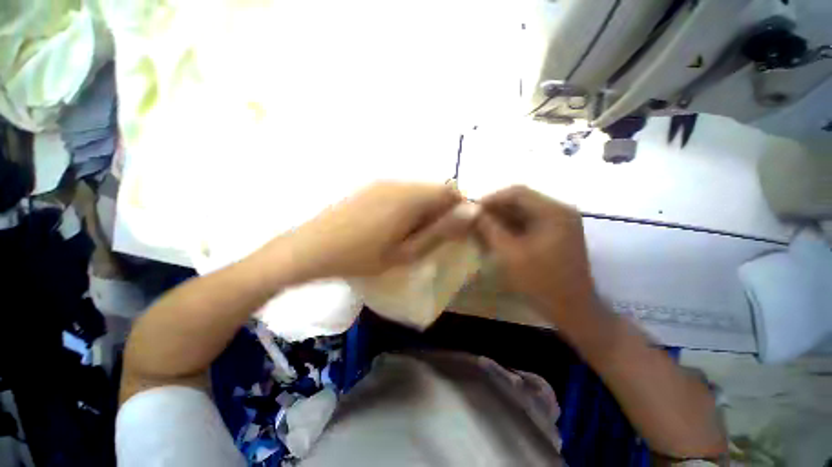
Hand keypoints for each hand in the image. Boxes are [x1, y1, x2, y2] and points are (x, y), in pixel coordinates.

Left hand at [282, 181, 474, 279]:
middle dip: (440, 210)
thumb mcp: (406, 252)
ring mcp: (382, 182)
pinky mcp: (370, 186)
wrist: (310, 248)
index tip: (452, 231)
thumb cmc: (361, 256)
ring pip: (418, 190)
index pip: (451, 191)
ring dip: (423, 209)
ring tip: (409, 235)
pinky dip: (407, 206)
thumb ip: (440, 231)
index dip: (458, 209)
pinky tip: (391, 226)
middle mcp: (399, 182)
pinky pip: (401, 191)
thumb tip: (471, 212)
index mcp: (411, 196)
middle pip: (435, 189)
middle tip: (429, 237)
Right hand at [476, 186, 595, 323]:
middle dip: (495, 210)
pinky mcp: (556, 233)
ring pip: (523, 212)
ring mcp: (559, 222)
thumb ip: (490, 229)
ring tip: (481, 229)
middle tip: (474, 221)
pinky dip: (510, 228)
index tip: (472, 210)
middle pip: (520, 201)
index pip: (517, 192)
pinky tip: (495, 237)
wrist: (572, 309)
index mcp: (553, 212)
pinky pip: (528, 223)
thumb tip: (473, 212)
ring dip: (501, 219)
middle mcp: (559, 211)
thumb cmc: (541, 282)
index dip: (491, 199)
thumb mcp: (510, 254)